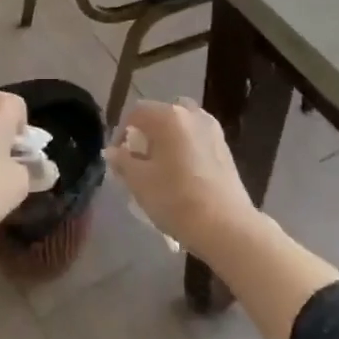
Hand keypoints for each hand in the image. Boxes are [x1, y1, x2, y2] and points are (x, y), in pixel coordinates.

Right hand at [107, 98, 257, 256]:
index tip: (118, 159)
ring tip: (160, 168)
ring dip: (167, 140)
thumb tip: (112, 151)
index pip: (136, 112)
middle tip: (139, 159)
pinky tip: (182, 175)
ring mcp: (212, 130)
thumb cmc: (176, 199)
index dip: (121, 133)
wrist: (226, 226)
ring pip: (181, 126)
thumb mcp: (139, 182)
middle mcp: (192, 114)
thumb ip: (122, 161)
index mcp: (168, 116)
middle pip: (161, 115)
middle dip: (147, 133)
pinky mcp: (225, 148)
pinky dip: (185, 148)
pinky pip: (196, 139)